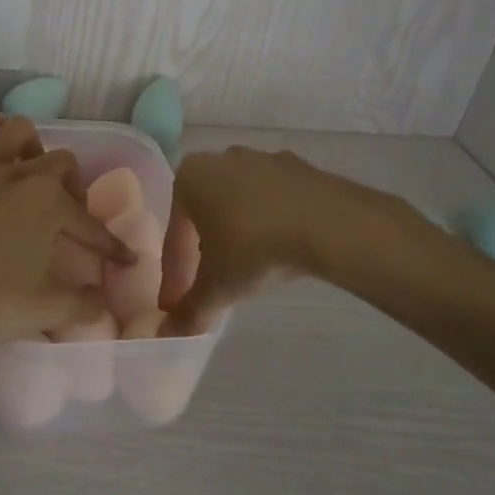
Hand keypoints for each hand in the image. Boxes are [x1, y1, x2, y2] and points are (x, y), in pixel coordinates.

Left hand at [0, 114, 132, 351]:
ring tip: (31, 169)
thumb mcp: (41, 310)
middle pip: (62, 163)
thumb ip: (81, 305)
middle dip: (73, 187)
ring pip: (18, 132)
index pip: (90, 225)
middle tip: (66, 215)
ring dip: (33, 147)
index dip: (110, 246)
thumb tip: (103, 304)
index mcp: (49, 205)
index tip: (124, 259)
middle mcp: (20, 174)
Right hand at [162, 146, 347, 334]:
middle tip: (211, 285)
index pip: (175, 236)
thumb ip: (189, 311)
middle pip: (204, 215)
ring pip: (238, 205)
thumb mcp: (218, 287)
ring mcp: (262, 158)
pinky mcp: (297, 167)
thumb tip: (167, 335)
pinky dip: (270, 224)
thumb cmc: (255, 248)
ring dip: (238, 234)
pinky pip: (272, 201)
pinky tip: (280, 249)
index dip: (175, 276)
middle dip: (203, 250)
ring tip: (248, 269)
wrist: (327, 223)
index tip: (177, 306)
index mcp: (189, 178)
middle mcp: (220, 159)